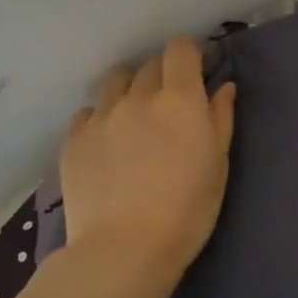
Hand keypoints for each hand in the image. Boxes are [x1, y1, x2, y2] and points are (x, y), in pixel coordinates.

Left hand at [59, 39, 237, 278]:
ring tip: (136, 113)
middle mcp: (139, 97)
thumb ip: (221, 118)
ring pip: (116, 80)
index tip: (198, 69)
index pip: (180, 49)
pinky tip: (109, 140)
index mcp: (180, 100)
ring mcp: (101, 116)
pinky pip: (89, 112)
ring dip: (130, 87)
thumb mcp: (219, 164)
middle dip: (165, 73)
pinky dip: (103, 116)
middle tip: (172, 101)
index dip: (190, 53)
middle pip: (150, 64)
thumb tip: (223, 88)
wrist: (125, 248)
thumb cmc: (188, 209)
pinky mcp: (74, 139)